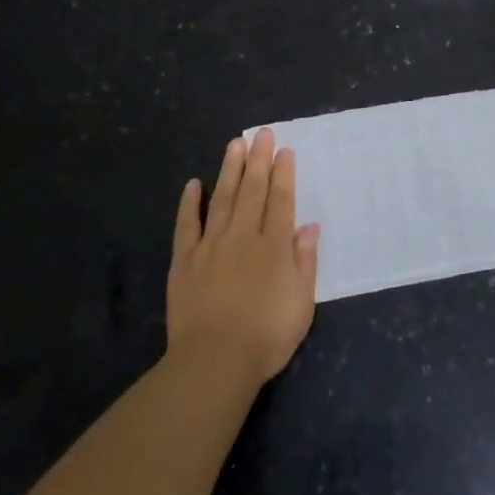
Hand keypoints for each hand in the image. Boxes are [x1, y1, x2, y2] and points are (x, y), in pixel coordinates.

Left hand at [166, 128, 319, 385]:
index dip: (283, 174)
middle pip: (252, 191)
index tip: (284, 150)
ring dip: (230, 170)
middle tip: (261, 134)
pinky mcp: (185, 260)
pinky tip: (194, 184)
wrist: (215, 361)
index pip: (280, 201)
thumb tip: (309, 226)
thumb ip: (305, 261)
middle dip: (259, 160)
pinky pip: (188, 225)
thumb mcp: (302, 304)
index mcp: (273, 247)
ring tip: (235, 145)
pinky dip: (190, 203)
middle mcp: (243, 237)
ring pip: (223, 199)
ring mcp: (211, 246)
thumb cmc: (267, 337)